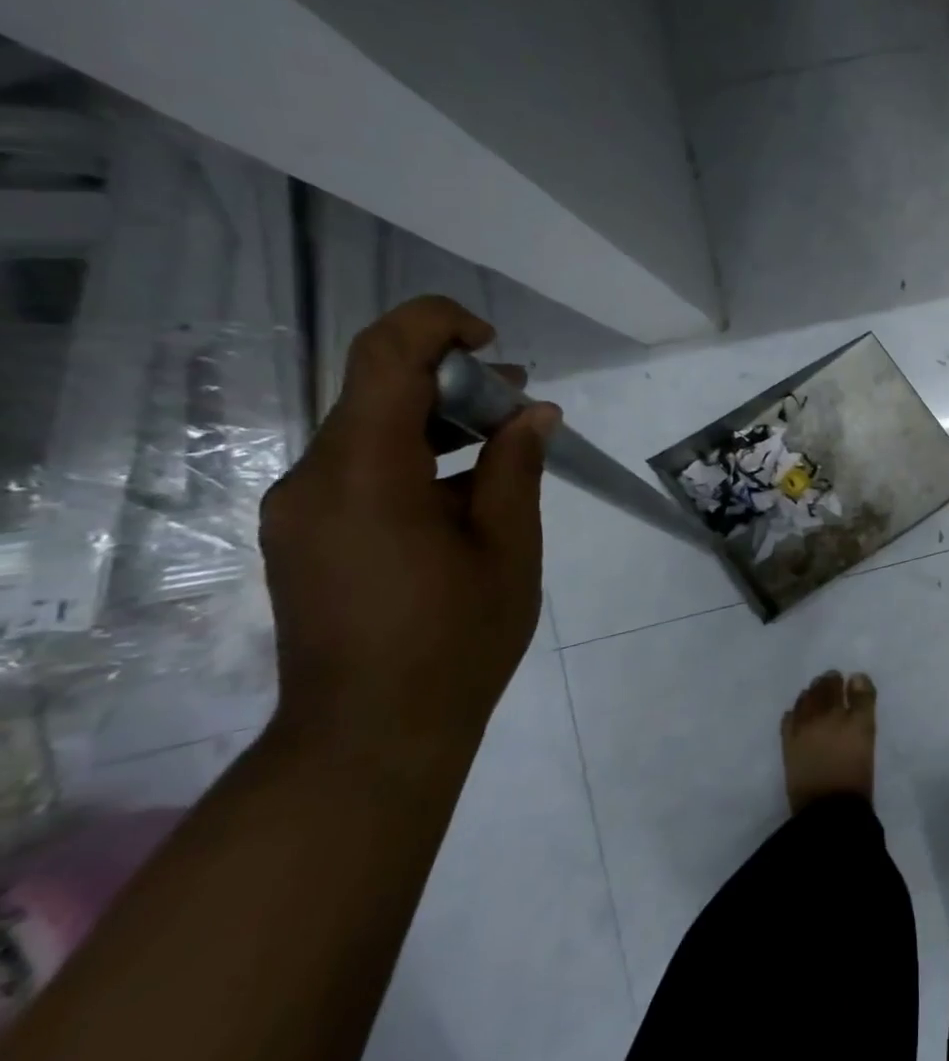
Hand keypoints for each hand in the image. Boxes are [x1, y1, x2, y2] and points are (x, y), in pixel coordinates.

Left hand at [259, 297, 558, 756]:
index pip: (384, 357)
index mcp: (364, 474)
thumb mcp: (508, 546)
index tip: (493, 343)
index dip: (437, 325)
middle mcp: (314, 479)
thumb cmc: (456, 638)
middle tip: (521, 402)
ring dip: (437, 419)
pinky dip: (415, 456)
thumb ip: (516, 467)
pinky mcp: (307, 534)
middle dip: (453, 380)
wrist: (370, 735)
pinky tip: (467, 487)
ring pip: (369, 429)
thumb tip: (534, 413)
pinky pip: (360, 468)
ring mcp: (302, 509)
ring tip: (505, 439)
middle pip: (376, 390)